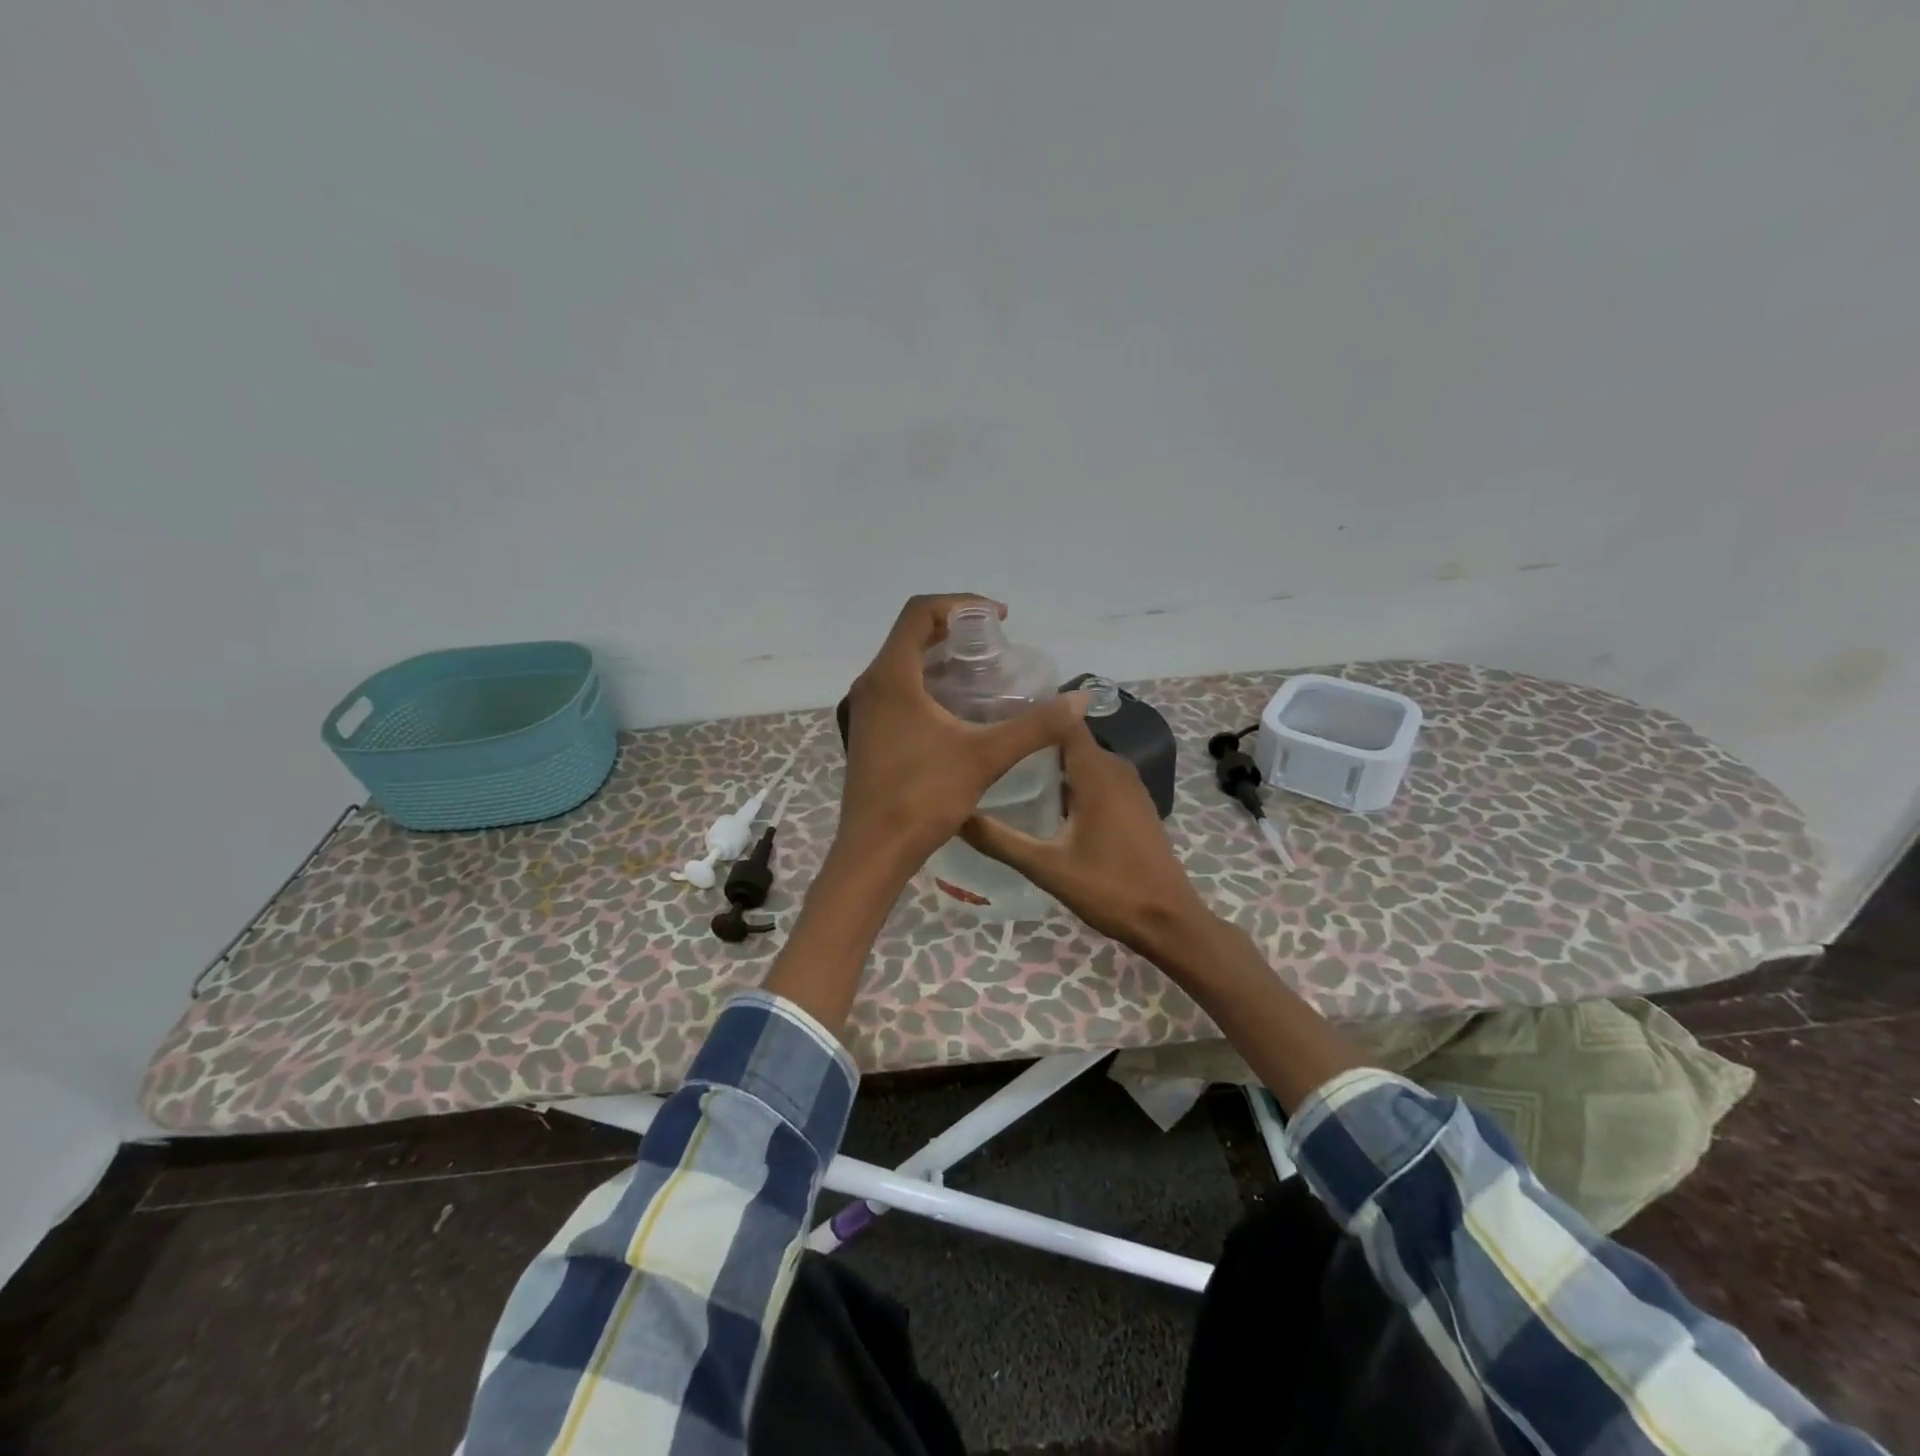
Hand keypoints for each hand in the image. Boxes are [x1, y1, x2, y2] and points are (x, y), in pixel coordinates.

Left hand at [836, 594, 1087, 881]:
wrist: (874, 851)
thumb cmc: (923, 797)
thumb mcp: (985, 757)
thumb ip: (1034, 726)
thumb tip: (1080, 699)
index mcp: (891, 677)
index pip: (920, 612)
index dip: (961, 604)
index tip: (998, 618)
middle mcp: (871, 684)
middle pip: (911, 635)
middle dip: (955, 631)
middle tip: (996, 646)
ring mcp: (865, 710)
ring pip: (903, 664)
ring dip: (941, 659)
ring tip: (983, 674)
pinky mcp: (868, 732)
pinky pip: (898, 690)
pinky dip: (928, 684)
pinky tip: (958, 710)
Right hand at [961, 718, 1213, 960]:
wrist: (1169, 921)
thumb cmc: (1109, 889)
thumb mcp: (1046, 867)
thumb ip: (999, 839)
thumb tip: (954, 815)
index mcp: (1096, 771)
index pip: (1062, 720)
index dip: (1029, 714)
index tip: (992, 716)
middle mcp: (1115, 767)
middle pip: (1068, 739)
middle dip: (1033, 741)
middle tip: (990, 748)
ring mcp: (1129, 786)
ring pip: (1082, 760)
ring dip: (1050, 763)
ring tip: (1007, 771)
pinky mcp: (1133, 804)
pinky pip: (1096, 778)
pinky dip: (1070, 781)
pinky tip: (1043, 802)